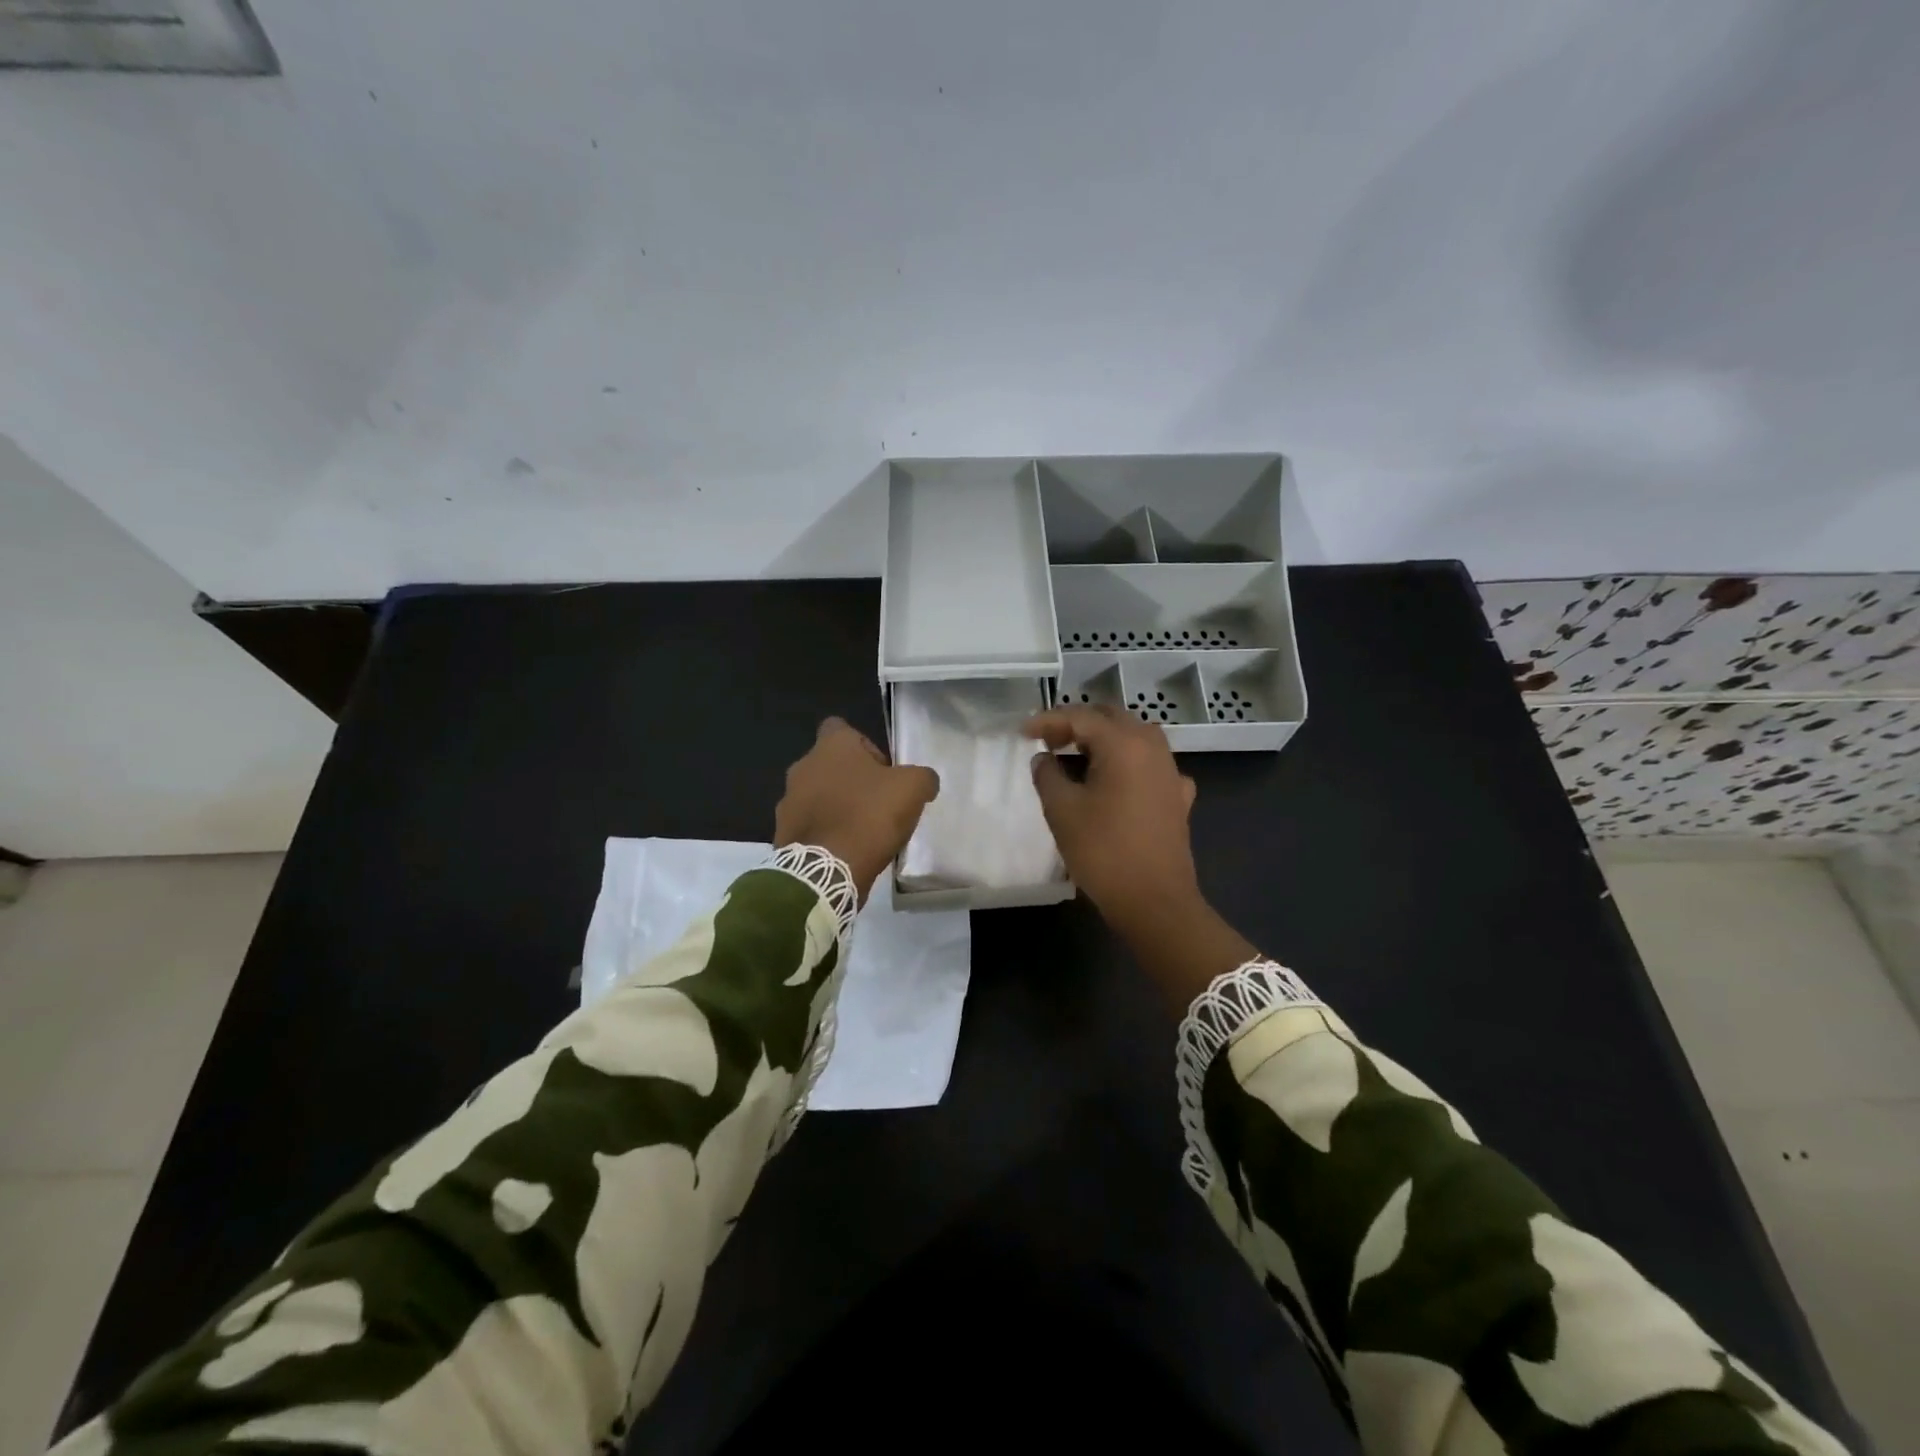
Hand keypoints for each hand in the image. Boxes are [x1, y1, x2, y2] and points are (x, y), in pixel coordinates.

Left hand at [775, 718, 939, 904]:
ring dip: (836, 806)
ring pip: (817, 795)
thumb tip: (924, 781)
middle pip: (830, 764)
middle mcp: (802, 766)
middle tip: (877, 803)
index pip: (840, 728)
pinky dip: (825, 833)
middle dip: (851, 780)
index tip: (882, 770)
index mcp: (830, 746)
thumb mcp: (912, 789)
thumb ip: (922, 777)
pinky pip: (809, 825)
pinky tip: (846, 850)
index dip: (864, 746)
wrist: (827, 869)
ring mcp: (788, 801)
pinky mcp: (783, 833)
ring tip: (862, 830)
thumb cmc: (869, 815)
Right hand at [1025, 705, 1256, 1006]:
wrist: (1155, 902)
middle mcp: (1152, 748)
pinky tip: (1116, 782)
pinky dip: (1127, 764)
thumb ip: (1047, 775)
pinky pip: (1150, 765)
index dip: (1048, 720)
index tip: (1022, 732)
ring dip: (1103, 740)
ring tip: (1075, 756)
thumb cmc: (1103, 852)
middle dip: (1077, 724)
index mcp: (1124, 744)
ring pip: (1134, 738)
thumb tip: (1044, 758)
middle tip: (1047, 741)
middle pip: (1111, 719)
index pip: (1081, 717)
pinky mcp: (1178, 797)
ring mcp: (1171, 771)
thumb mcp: (1062, 810)